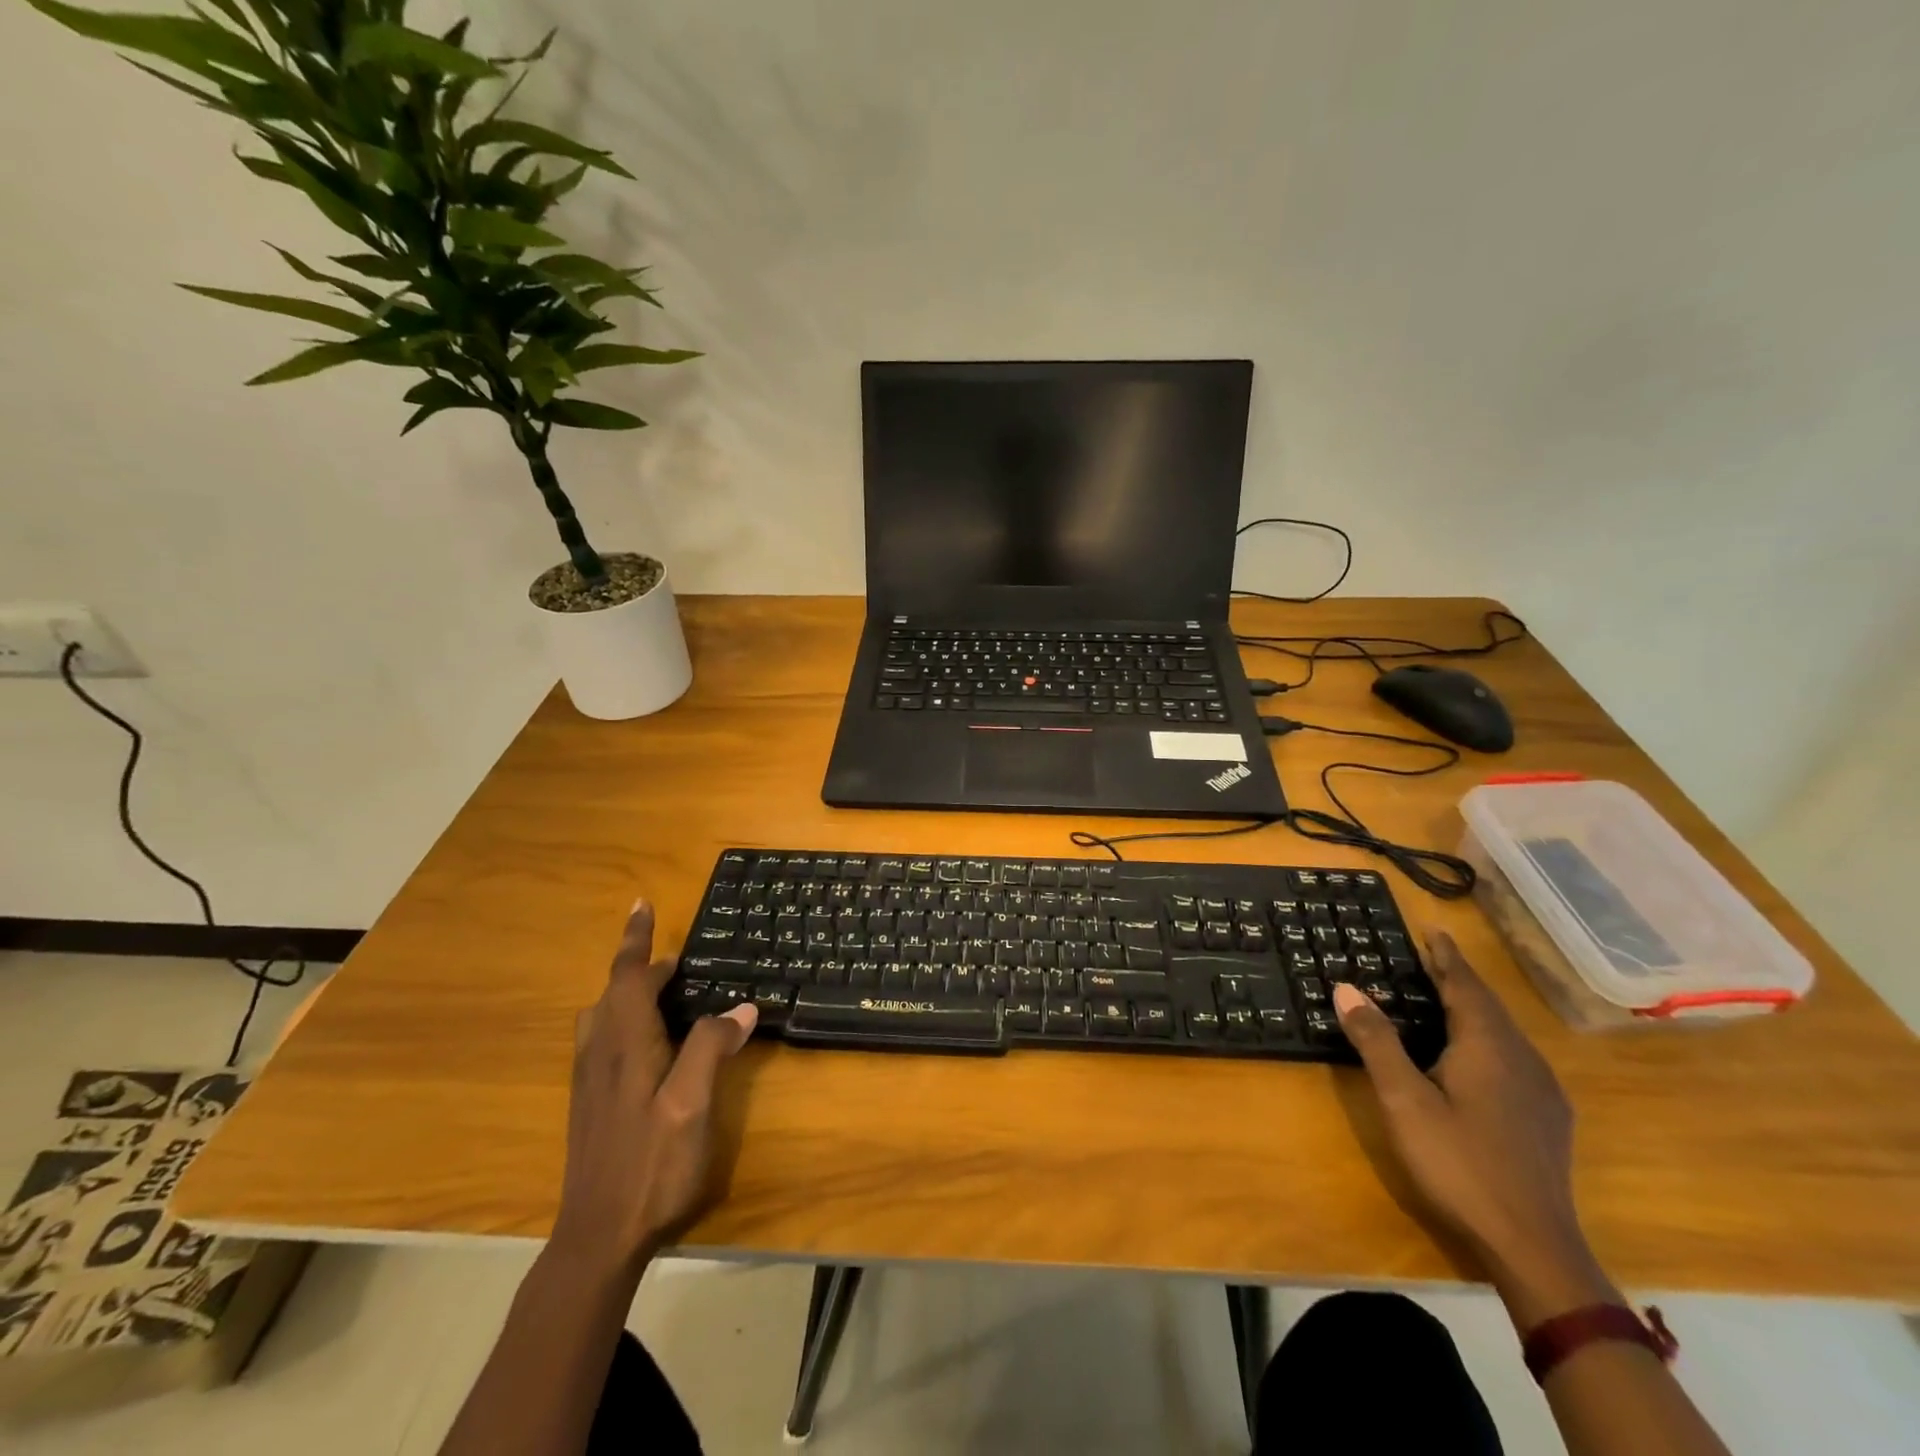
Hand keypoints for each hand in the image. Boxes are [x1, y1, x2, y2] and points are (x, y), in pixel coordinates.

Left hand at [550, 900, 756, 1274]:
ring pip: (602, 1016)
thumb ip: (713, 1048)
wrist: (597, 1238)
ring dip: (626, 992)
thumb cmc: (651, 1166)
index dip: (636, 939)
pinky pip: (602, 1039)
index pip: (627, 976)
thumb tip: (740, 1006)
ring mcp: (590, 1081)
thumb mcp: (692, 1104)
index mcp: (624, 1044)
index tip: (641, 904)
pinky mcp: (590, 1104)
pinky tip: (644, 1042)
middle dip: (637, 965)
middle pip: (612, 992)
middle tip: (673, 960)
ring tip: (659, 991)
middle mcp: (600, 1053)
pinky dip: (622, 1018)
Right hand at [1333, 932, 1615, 1320]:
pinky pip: (1513, 1057)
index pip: (1465, 986)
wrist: (1533, 1247)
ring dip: (1474, 1008)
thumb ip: (1377, 1041)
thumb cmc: (1460, 1163)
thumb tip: (1347, 987)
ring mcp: (1542, 1092)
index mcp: (1489, 1046)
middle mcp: (1522, 1059)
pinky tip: (1477, 1057)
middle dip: (1459, 979)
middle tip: (1430, 958)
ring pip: (1504, 1033)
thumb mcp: (1404, 1100)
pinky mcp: (1547, 1119)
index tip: (1433, 930)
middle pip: (1488, 1006)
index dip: (1446, 957)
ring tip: (1446, 998)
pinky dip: (1487, 1038)